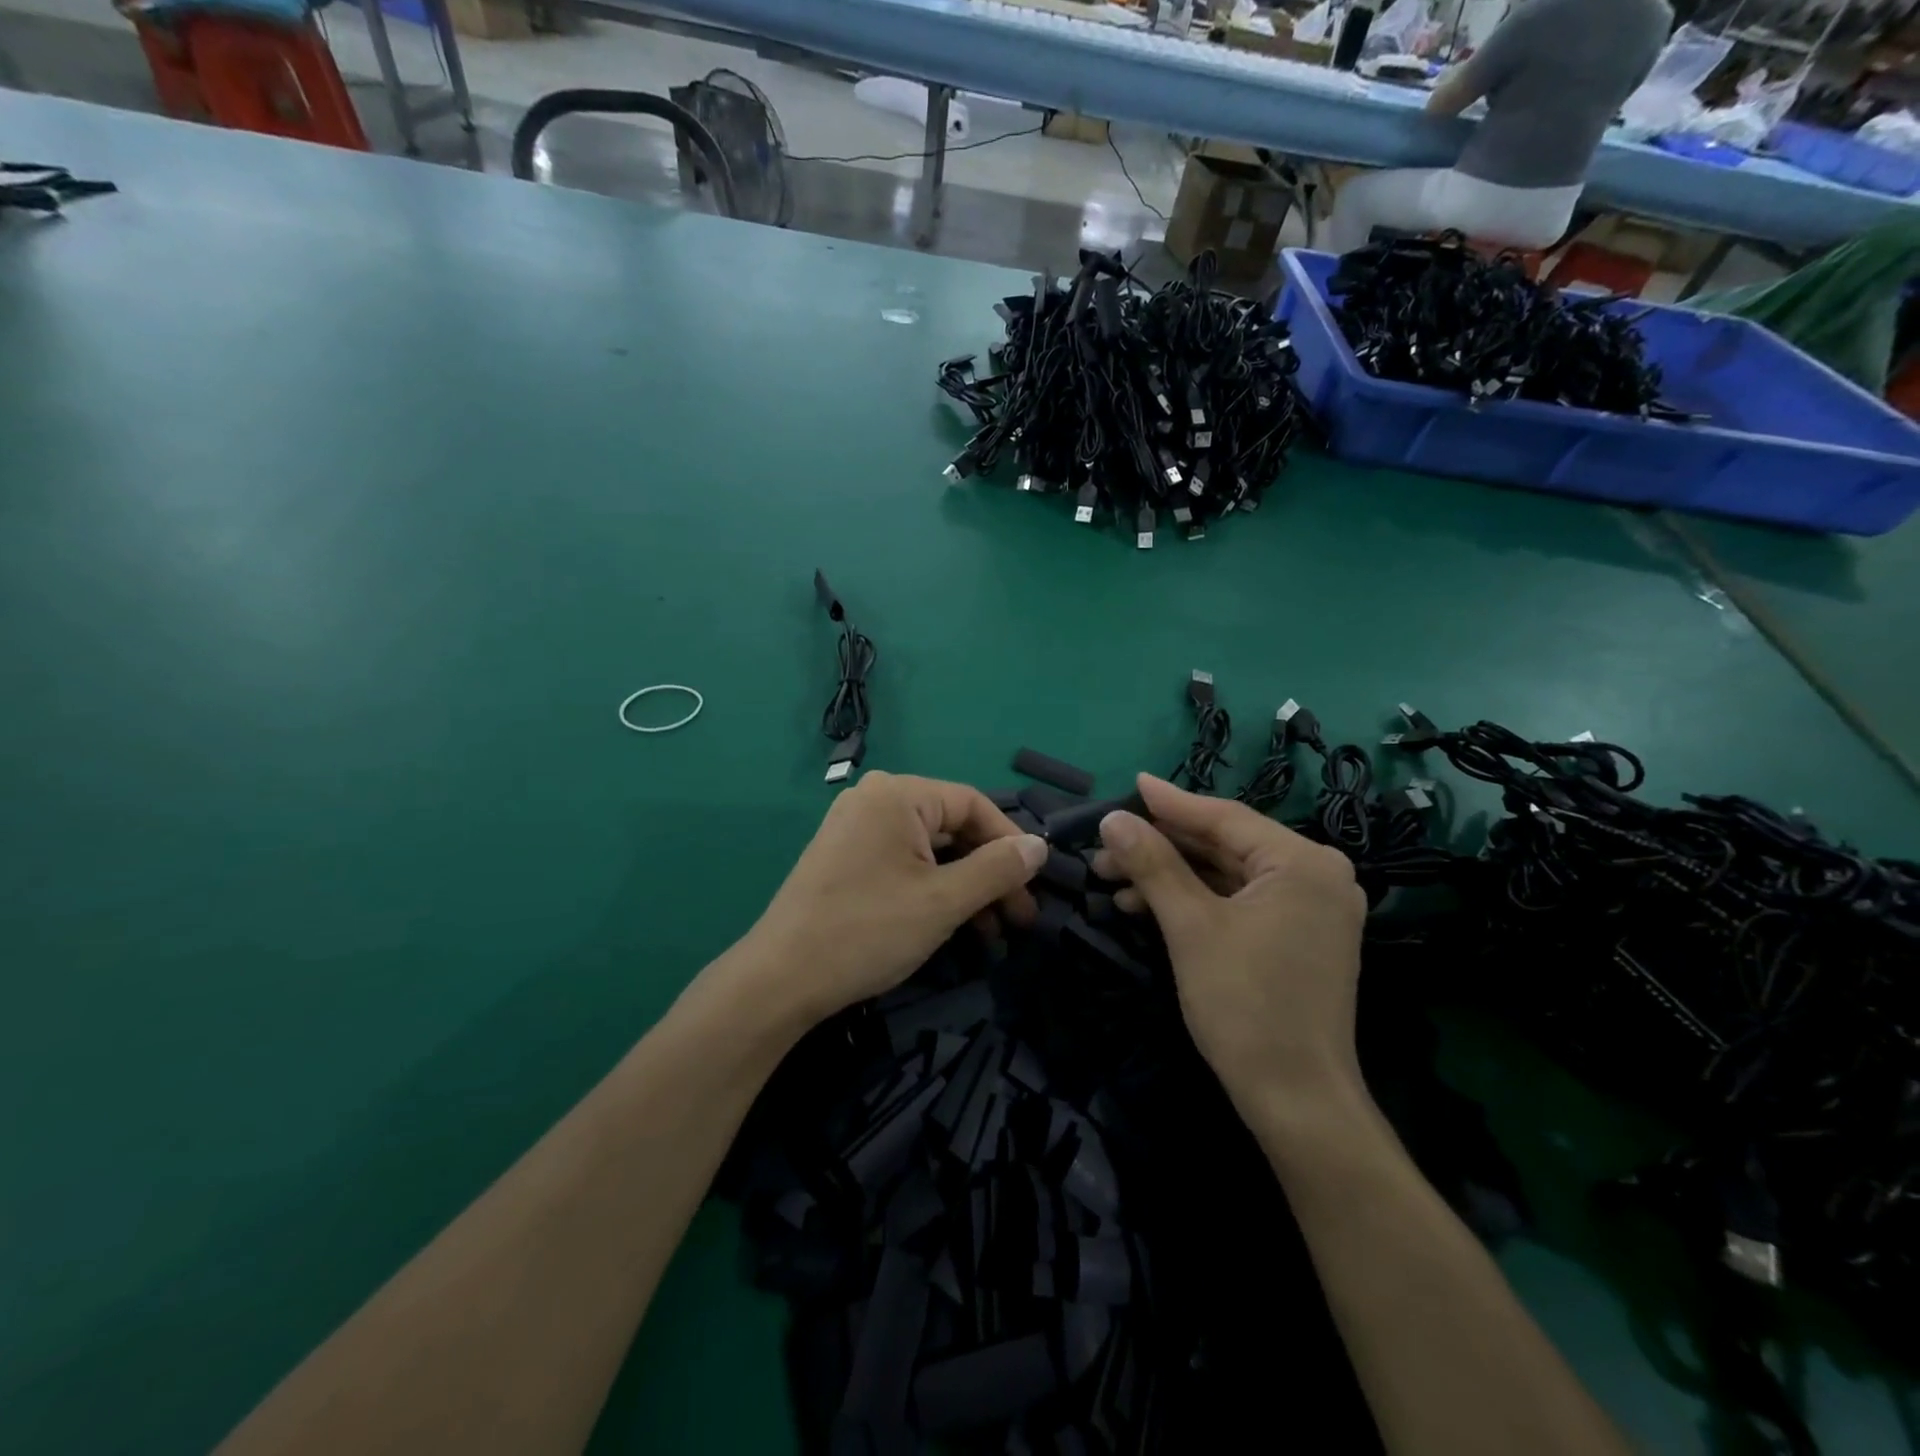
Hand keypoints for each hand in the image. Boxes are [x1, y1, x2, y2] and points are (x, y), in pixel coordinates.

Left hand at [742, 772, 1046, 1025]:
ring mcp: (855, 827)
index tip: (1034, 886)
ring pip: (930, 849)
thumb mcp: (944, 901)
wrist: (780, 979)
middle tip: (1019, 919)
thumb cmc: (867, 931)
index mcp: (898, 794)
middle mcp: (875, 799)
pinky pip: (903, 861)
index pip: (973, 805)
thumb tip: (1039, 846)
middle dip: (989, 873)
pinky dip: (933, 888)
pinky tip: (954, 924)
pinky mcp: (845, 856)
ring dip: (965, 886)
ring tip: (992, 933)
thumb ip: (997, 869)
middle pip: (952, 827)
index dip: (1010, 844)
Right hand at [1092, 774, 1367, 1109]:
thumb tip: (1114, 818)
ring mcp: (1309, 908)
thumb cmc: (1245, 1005)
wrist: (1296, 1100)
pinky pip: (1238, 901)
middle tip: (1106, 844)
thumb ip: (1153, 864)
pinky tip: (1145, 907)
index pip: (1225, 818)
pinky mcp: (1297, 936)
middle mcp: (1315, 876)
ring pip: (1226, 874)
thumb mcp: (1190, 927)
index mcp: (1302, 863)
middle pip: (1224, 845)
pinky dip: (1193, 900)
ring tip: (1113, 878)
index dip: (1171, 803)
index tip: (1131, 784)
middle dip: (1162, 846)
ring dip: (1170, 875)